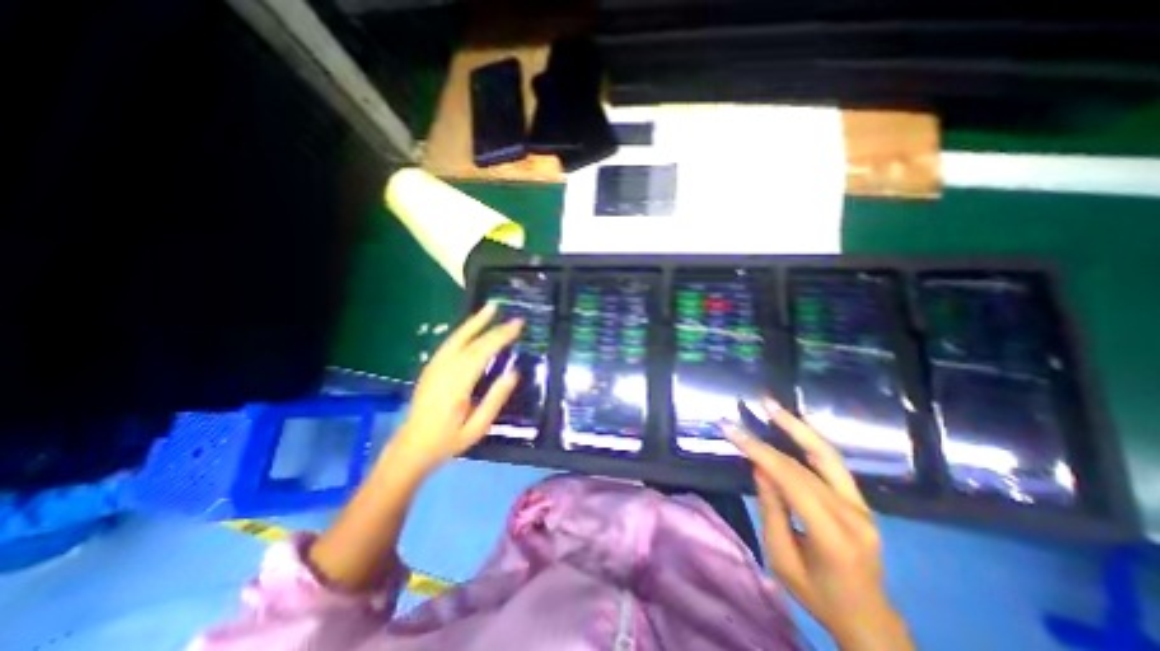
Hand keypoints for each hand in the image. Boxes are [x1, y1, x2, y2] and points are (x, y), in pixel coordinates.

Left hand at [386, 303, 517, 478]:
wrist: (411, 448)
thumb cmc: (448, 441)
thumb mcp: (477, 427)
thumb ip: (495, 399)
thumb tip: (513, 373)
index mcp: (456, 385)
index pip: (482, 352)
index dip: (500, 337)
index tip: (517, 325)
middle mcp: (444, 370)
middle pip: (472, 342)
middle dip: (494, 328)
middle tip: (515, 319)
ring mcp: (434, 367)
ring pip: (457, 337)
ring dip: (475, 321)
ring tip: (491, 308)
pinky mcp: (431, 367)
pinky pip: (449, 343)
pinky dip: (463, 330)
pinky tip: (473, 326)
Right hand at [723, 397, 914, 650]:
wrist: (869, 620)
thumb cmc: (818, 596)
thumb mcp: (782, 559)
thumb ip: (772, 510)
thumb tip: (760, 468)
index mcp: (832, 535)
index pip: (791, 479)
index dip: (759, 451)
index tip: (731, 430)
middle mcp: (853, 514)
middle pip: (805, 465)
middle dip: (773, 434)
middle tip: (756, 405)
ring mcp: (862, 506)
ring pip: (827, 456)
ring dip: (799, 427)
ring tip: (775, 406)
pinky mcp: (860, 501)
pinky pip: (833, 464)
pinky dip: (811, 440)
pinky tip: (796, 425)